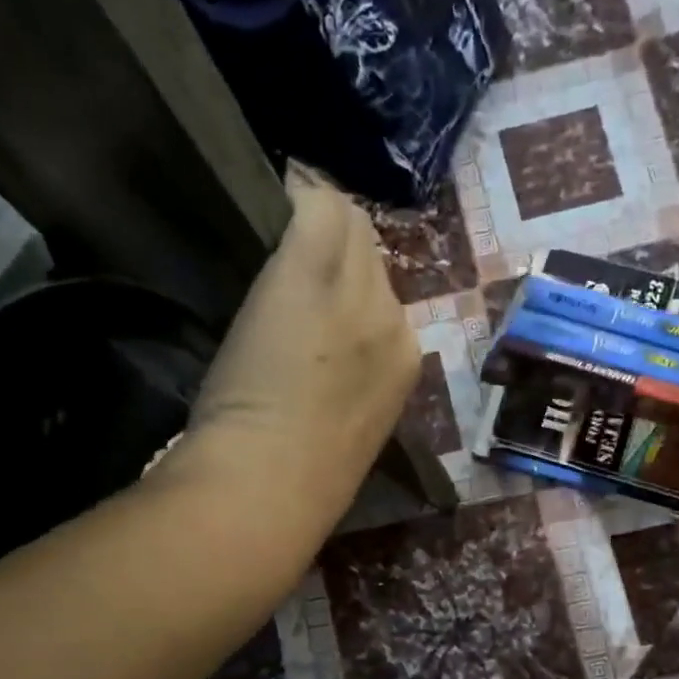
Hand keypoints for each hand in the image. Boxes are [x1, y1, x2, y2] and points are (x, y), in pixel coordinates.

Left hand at [185, 166, 419, 500]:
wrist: (272, 481)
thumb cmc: (305, 478)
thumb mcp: (348, 429)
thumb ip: (351, 384)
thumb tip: (330, 360)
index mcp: (405, 363)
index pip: (386, 296)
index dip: (351, 288)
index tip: (318, 295)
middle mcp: (394, 318)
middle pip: (372, 257)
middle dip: (338, 257)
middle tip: (295, 265)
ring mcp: (356, 290)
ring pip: (349, 226)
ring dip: (317, 230)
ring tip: (281, 237)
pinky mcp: (312, 268)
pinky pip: (316, 206)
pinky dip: (296, 198)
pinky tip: (272, 197)